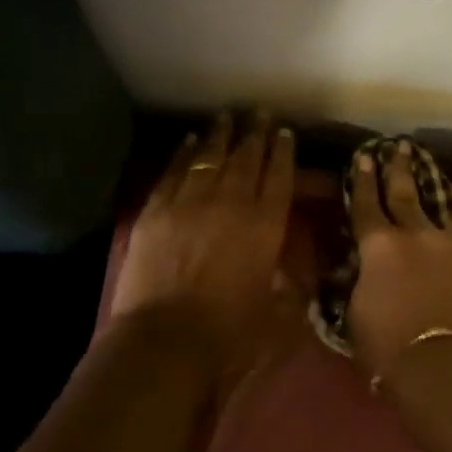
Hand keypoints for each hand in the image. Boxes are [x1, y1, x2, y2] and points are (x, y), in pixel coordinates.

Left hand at [112, 113, 296, 373]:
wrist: (166, 338)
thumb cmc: (229, 329)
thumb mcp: (275, 305)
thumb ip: (287, 278)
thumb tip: (293, 263)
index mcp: (265, 225)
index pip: (278, 177)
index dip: (283, 152)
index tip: (285, 132)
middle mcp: (231, 203)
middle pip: (246, 159)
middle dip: (255, 134)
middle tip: (260, 114)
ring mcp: (190, 202)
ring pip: (209, 158)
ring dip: (221, 135)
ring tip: (228, 117)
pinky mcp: (157, 210)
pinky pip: (174, 171)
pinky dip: (184, 153)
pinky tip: (190, 141)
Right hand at [347, 143, 451, 381]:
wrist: (446, 365)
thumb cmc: (388, 347)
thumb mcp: (358, 311)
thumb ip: (364, 280)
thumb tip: (369, 269)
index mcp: (381, 246)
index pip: (367, 205)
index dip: (363, 180)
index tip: (365, 157)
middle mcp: (420, 235)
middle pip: (407, 194)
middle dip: (400, 169)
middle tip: (399, 147)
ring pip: (446, 218)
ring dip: (437, 210)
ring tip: (436, 201)